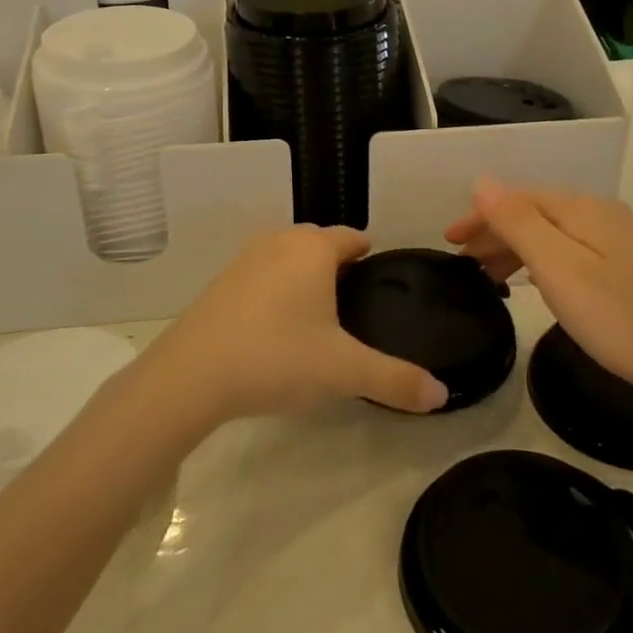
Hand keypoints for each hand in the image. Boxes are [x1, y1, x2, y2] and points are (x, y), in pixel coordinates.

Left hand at [143, 225, 448, 423]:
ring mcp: (244, 259)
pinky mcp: (220, 282)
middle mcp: (279, 241)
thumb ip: (395, 380)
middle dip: (339, 267)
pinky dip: (275, 290)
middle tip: (355, 307)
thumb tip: (442, 395)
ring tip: (319, 319)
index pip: (354, 237)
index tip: (381, 283)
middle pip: (320, 244)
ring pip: (288, 258)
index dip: (371, 257)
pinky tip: (276, 328)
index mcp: (314, 249)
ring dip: (304, 278)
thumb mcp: (343, 372)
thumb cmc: (276, 358)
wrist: (190, 375)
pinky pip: (261, 275)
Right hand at [444, 179, 632, 410]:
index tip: (449, 242)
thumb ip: (518, 222)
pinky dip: (540, 263)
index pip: (517, 197)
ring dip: (515, 249)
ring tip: (487, 278)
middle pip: (534, 212)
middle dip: (494, 232)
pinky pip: (569, 252)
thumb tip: (483, 181)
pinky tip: (533, 284)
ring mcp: (618, 240)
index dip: (480, 216)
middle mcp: (600, 214)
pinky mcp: (628, 267)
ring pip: (552, 234)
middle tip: (462, 264)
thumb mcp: (558, 268)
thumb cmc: (618, 317)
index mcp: (582, 208)